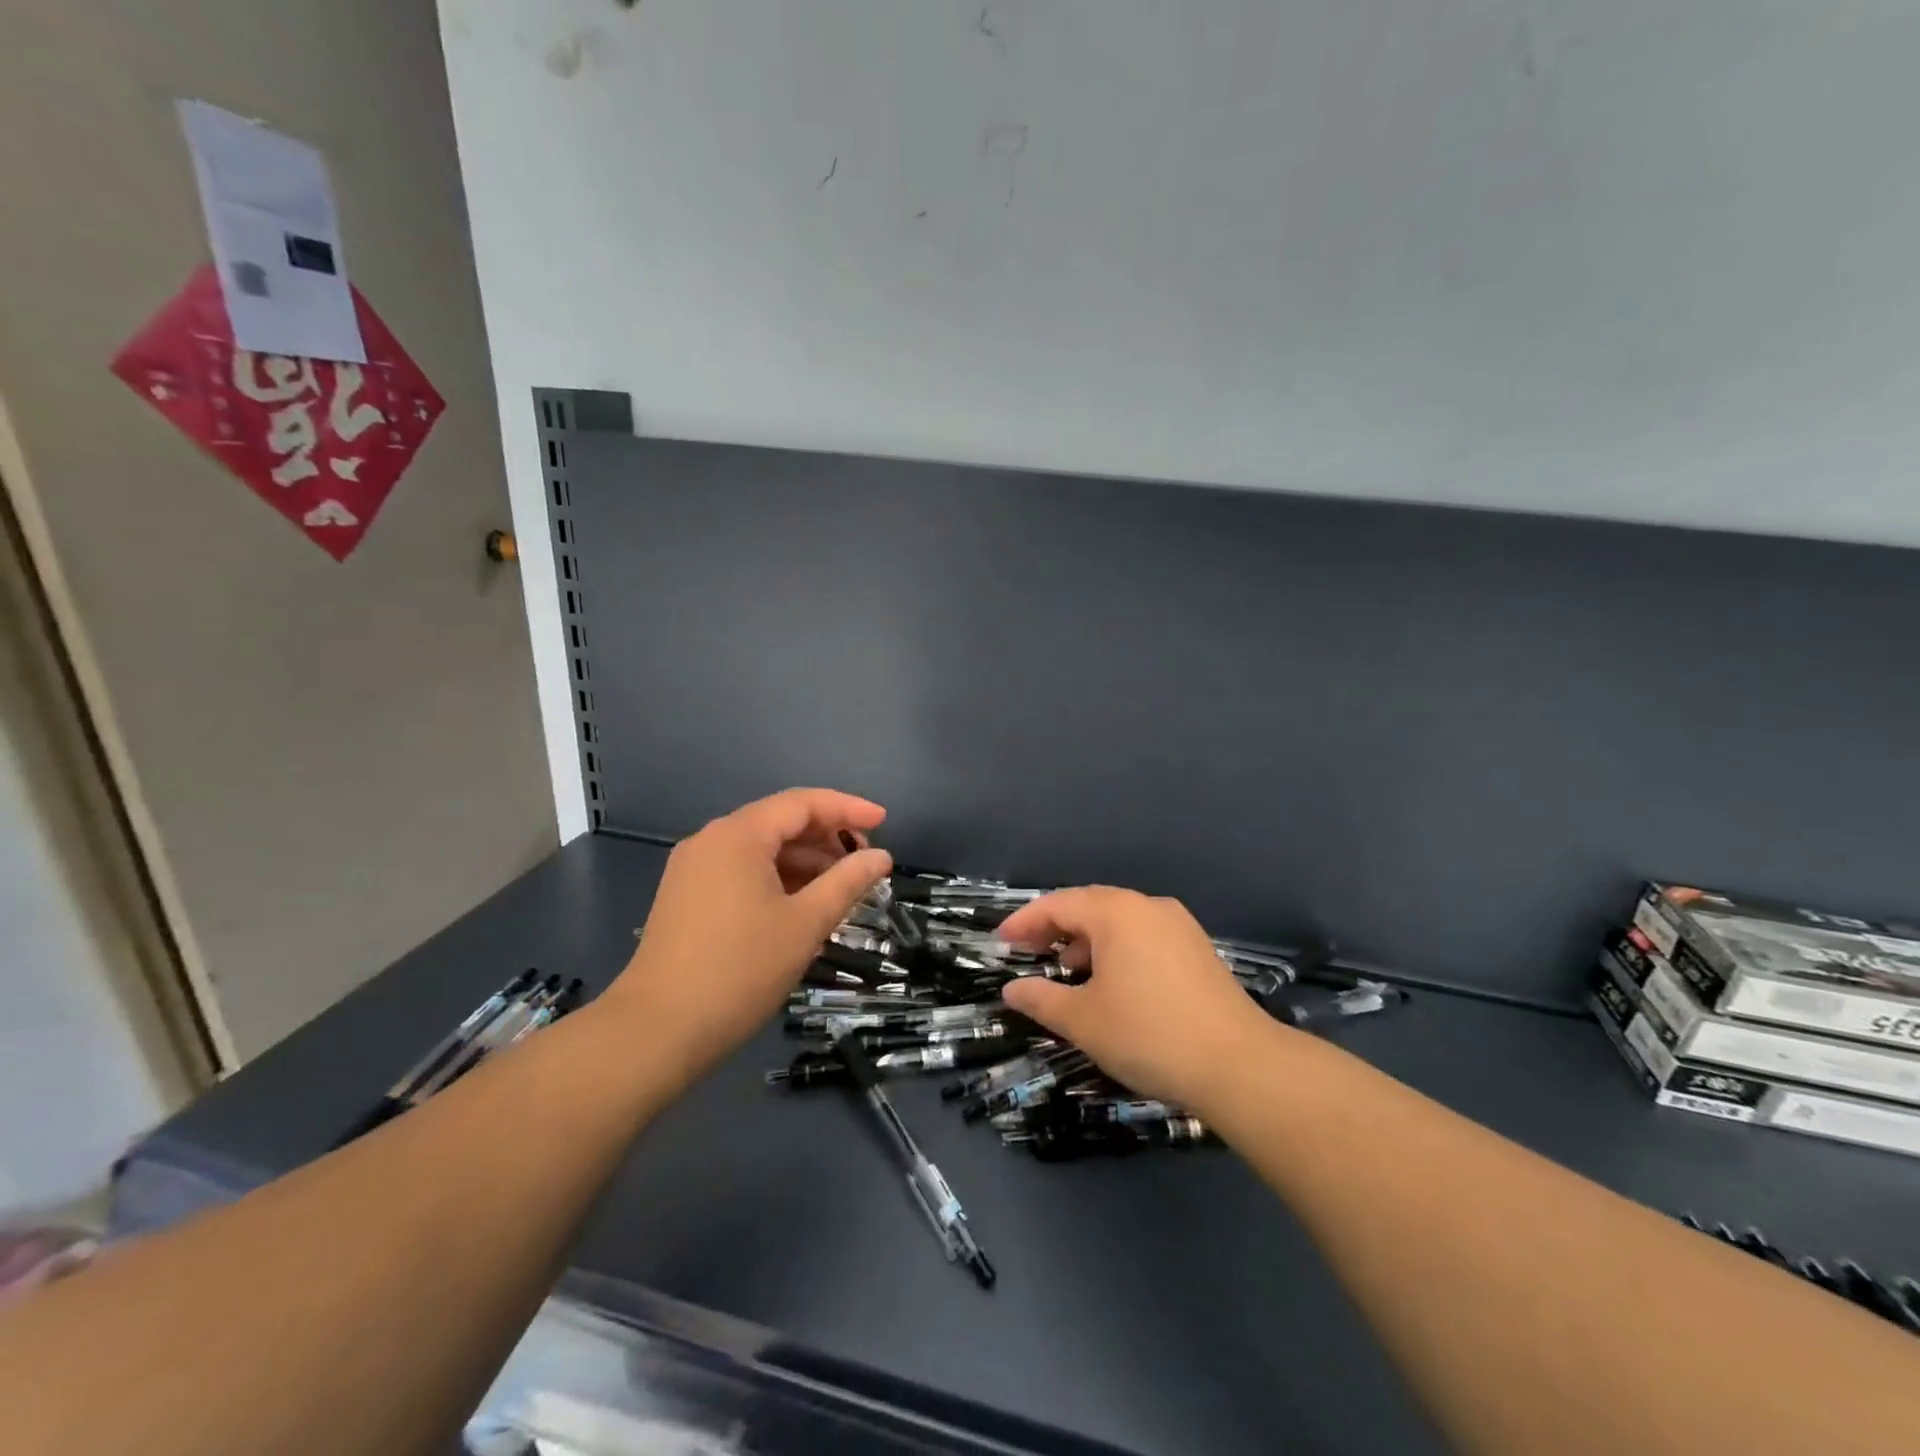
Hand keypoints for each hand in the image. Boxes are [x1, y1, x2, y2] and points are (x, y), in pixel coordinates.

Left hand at [601, 789, 891, 1089]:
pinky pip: (741, 871)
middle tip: (865, 862)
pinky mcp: (686, 897)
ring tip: (841, 888)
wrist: (656, 1032)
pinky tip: (802, 905)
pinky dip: (777, 879)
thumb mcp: (806, 924)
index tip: (885, 822)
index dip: (848, 808)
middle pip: (780, 822)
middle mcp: (711, 840)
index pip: (802, 803)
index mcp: (738, 835)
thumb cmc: (740, 970)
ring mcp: (693, 869)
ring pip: (761, 849)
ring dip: (804, 861)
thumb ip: (847, 882)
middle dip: (827, 837)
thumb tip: (881, 857)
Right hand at [998, 887, 1280, 1108]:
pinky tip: (1113, 982)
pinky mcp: (1197, 948)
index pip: (1058, 904)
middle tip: (1029, 953)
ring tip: (1070, 972)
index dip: (1025, 921)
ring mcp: (1178, 925)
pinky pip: (1144, 935)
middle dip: (1055, 928)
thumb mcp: (1084, 1021)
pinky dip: (1117, 949)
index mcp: (1116, 913)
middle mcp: (1147, 907)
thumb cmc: (1149, 1035)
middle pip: (1089, 906)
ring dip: (1087, 940)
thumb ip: (1042, 999)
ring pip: (1119, 920)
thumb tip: (1012, 989)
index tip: (1002, 943)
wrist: (1240, 1064)